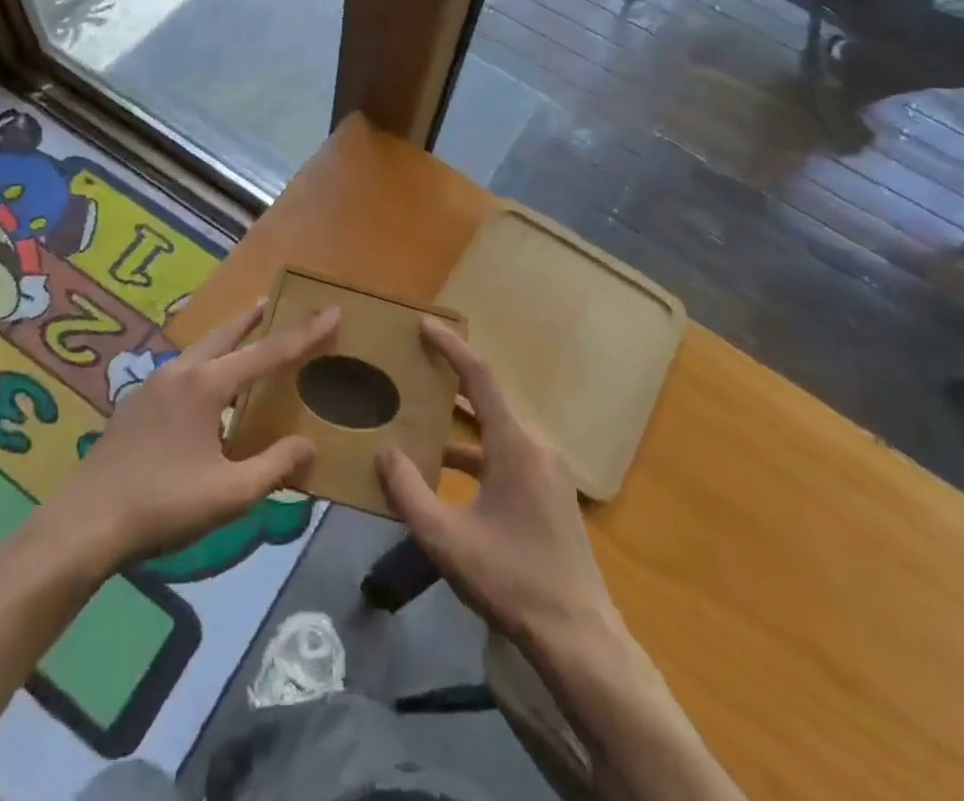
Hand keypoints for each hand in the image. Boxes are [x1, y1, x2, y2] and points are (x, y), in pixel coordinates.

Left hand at [44, 302, 337, 570]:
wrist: (82, 525)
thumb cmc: (161, 506)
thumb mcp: (229, 495)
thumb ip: (274, 467)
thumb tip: (309, 445)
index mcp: (207, 385)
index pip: (267, 352)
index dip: (303, 334)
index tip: (332, 311)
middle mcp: (181, 372)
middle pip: (226, 334)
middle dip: (253, 318)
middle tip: (274, 302)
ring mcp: (152, 385)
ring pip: (200, 349)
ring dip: (226, 339)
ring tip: (243, 338)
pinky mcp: (134, 404)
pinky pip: (181, 370)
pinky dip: (204, 363)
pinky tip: (203, 389)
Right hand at [377, 319, 612, 647]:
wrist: (578, 637)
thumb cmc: (511, 580)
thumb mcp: (447, 539)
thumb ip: (409, 493)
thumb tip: (385, 451)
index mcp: (515, 444)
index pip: (480, 377)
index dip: (451, 347)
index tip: (425, 326)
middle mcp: (536, 445)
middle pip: (490, 398)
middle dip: (453, 378)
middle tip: (417, 365)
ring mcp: (548, 470)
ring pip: (498, 428)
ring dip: (463, 421)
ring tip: (424, 417)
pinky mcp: (550, 492)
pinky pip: (508, 452)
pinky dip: (477, 450)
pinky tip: (449, 472)